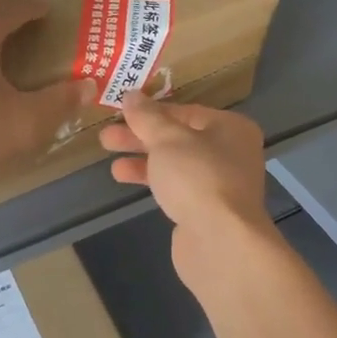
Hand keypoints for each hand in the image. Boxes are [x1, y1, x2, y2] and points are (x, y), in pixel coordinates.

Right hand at [99, 92, 277, 283]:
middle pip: (180, 139)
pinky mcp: (207, 211)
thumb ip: (147, 117)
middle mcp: (231, 153)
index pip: (186, 112)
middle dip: (141, 137)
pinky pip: (176, 187)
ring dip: (143, 161)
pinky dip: (153, 181)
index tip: (120, 111)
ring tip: (110, 162)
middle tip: (106, 138)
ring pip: (176, 165)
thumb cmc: (197, 178)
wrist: (220, 242)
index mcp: (231, 128)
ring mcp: (220, 185)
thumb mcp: (167, 139)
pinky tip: (127, 180)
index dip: (152, 111)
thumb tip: (131, 95)